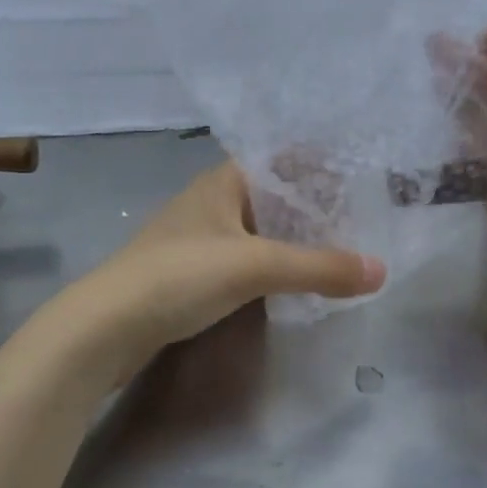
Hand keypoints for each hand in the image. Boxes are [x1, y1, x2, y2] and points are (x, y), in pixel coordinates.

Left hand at [63, 162, 385, 378]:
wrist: (104, 328)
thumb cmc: (179, 276)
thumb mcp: (256, 265)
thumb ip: (320, 267)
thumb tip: (382, 271)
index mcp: (223, 181)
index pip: (282, 159)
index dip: (321, 166)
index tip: (362, 181)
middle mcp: (212, 202)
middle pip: (275, 197)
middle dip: (316, 210)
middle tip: (364, 224)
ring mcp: (200, 239)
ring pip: (261, 231)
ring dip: (296, 241)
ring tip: (341, 253)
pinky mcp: (193, 274)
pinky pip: (246, 260)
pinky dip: (274, 268)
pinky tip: (297, 284)